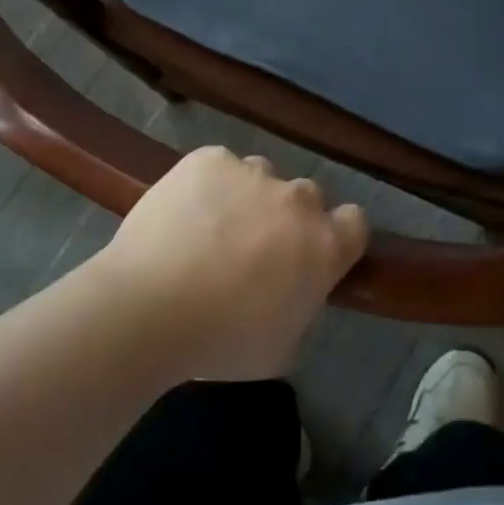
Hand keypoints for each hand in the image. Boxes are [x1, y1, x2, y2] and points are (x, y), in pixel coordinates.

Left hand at [92, 147, 367, 381]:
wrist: (149, 306)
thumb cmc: (220, 342)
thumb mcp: (281, 345)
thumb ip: (299, 303)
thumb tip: (291, 287)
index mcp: (323, 246)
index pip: (354, 223)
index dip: (336, 236)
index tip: (312, 254)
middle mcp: (295, 200)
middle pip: (305, 197)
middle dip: (288, 218)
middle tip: (254, 249)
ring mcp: (250, 172)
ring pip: (260, 176)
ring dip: (247, 197)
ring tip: (210, 228)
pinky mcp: (208, 159)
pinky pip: (217, 166)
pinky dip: (207, 184)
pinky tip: (182, 213)